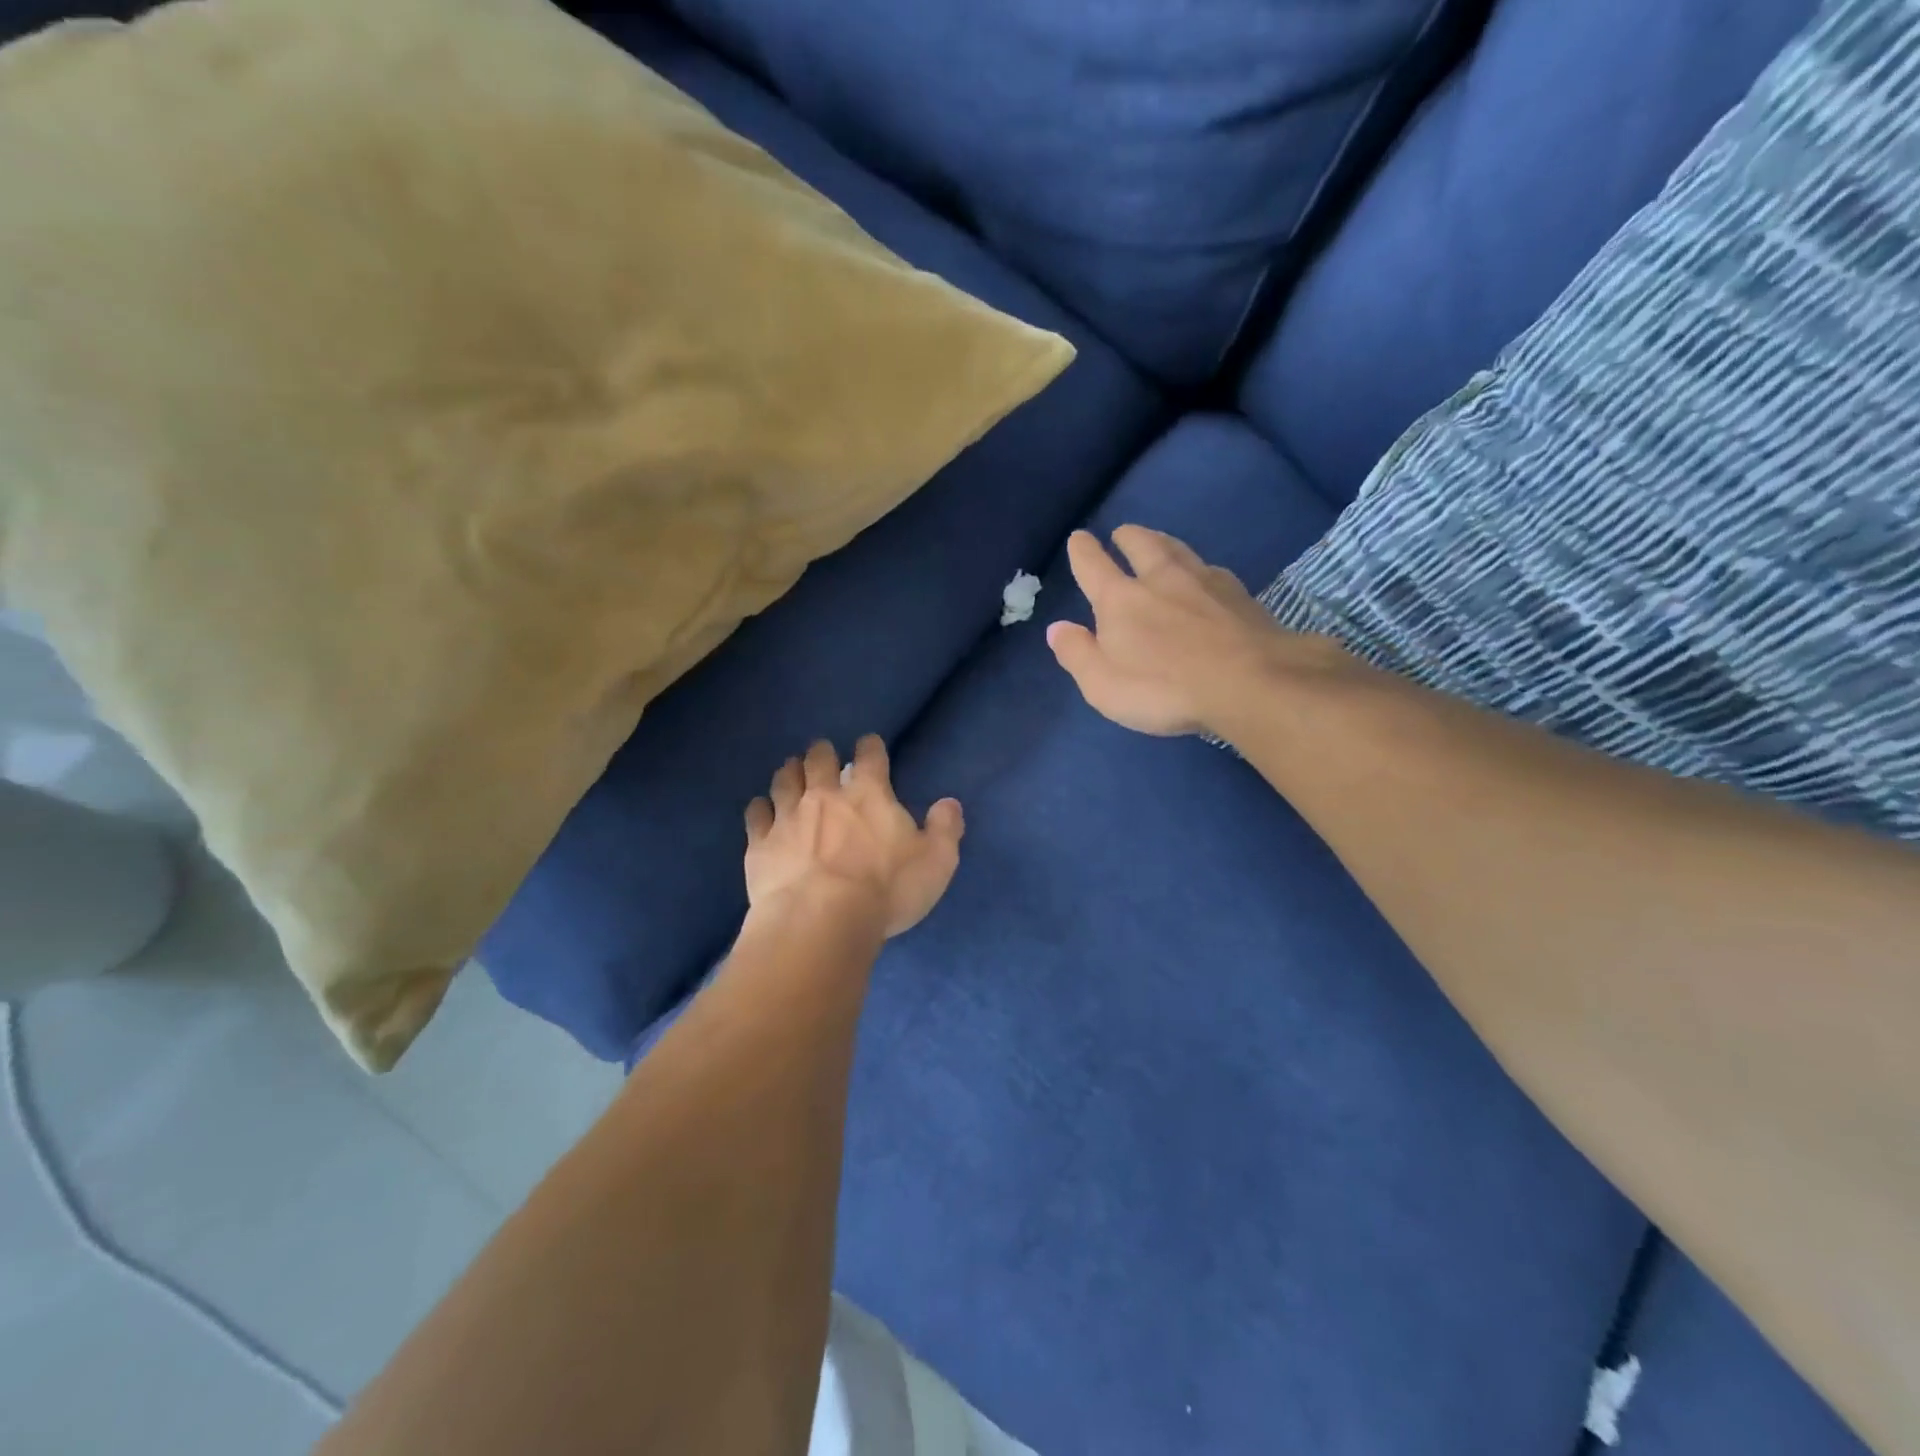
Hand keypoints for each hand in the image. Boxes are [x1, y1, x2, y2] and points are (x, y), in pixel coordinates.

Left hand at [745, 737, 964, 938]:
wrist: (820, 920)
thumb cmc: (886, 890)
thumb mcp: (936, 862)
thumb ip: (945, 829)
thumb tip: (949, 804)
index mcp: (869, 794)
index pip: (870, 756)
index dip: (870, 746)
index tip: (869, 744)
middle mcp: (825, 795)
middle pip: (819, 759)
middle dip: (822, 752)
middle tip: (823, 753)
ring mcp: (788, 816)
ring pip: (785, 780)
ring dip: (790, 771)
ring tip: (792, 770)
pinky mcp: (760, 843)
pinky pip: (757, 814)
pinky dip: (761, 808)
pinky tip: (762, 809)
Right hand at [1046, 527, 1297, 736]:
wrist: (1252, 683)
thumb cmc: (1164, 689)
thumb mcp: (1103, 684)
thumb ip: (1077, 654)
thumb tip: (1056, 628)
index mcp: (1121, 600)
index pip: (1093, 566)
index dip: (1083, 551)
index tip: (1079, 538)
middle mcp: (1161, 579)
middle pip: (1142, 545)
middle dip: (1128, 536)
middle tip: (1123, 532)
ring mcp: (1206, 582)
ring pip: (1180, 550)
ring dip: (1164, 543)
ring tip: (1160, 543)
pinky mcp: (1242, 596)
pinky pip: (1213, 572)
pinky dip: (1201, 570)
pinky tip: (1207, 578)